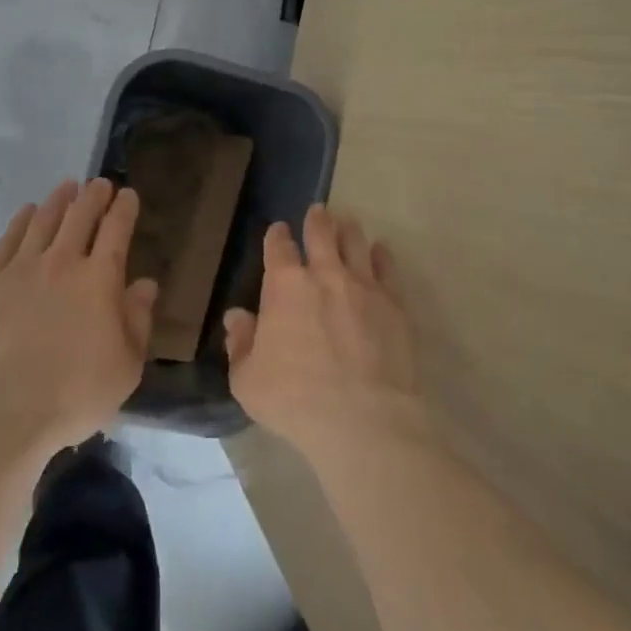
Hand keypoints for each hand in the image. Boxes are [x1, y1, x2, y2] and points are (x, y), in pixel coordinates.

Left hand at [0, 178, 157, 454]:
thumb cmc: (72, 396)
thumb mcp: (125, 367)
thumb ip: (138, 320)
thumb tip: (144, 284)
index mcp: (99, 279)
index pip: (116, 229)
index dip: (124, 208)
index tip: (128, 195)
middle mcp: (62, 262)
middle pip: (80, 215)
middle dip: (94, 195)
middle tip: (100, 185)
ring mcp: (21, 269)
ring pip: (44, 219)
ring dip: (59, 200)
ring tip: (67, 187)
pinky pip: (9, 239)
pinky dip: (22, 220)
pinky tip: (27, 213)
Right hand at [224, 203, 424, 461]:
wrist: (363, 419)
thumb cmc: (295, 400)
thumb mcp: (248, 380)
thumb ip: (240, 344)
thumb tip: (237, 317)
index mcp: (285, 286)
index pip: (279, 248)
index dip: (277, 236)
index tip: (279, 231)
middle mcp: (325, 274)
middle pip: (321, 233)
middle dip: (317, 220)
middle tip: (319, 211)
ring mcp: (363, 285)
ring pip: (356, 242)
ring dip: (349, 230)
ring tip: (347, 223)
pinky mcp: (393, 303)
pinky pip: (387, 268)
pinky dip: (381, 255)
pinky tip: (380, 251)